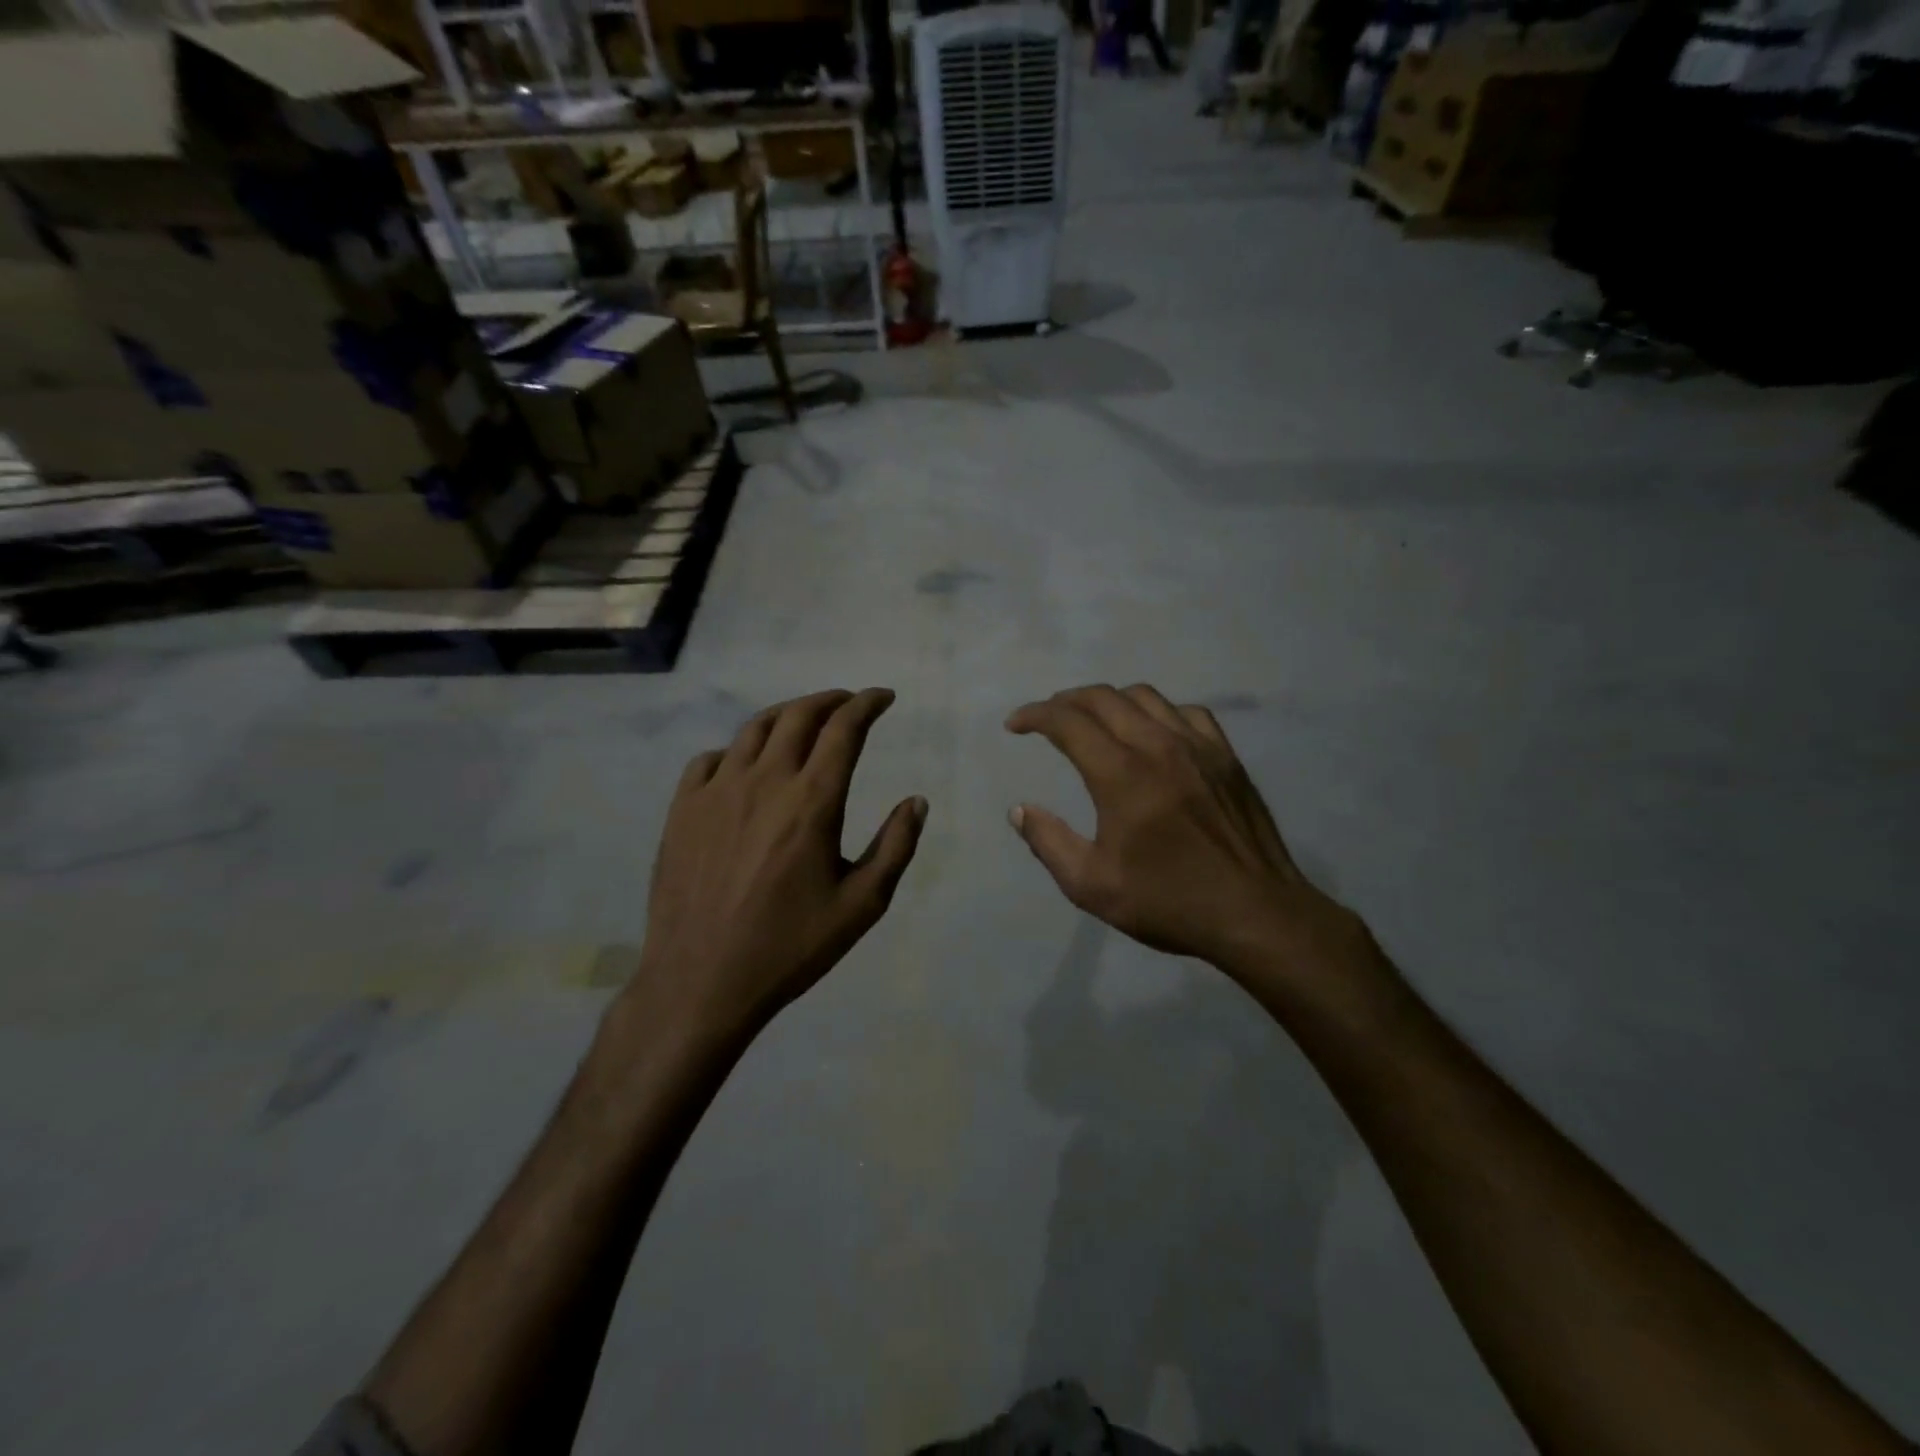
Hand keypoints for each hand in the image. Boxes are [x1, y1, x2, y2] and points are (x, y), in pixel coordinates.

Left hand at [626, 689, 926, 1044]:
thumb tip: (917, 801)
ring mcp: (717, 791)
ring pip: (754, 729)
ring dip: (787, 715)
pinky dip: (737, 750)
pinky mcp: (682, 809)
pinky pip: (710, 759)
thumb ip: (895, 847)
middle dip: (831, 700)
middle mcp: (764, 781)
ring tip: (804, 721)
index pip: (844, 728)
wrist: (701, 981)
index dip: (867, 704)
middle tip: (849, 703)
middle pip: (799, 715)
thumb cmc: (790, 946)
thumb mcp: (861, 905)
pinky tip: (745, 766)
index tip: (883, 698)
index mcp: (812, 801)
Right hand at [1006, 684, 1370, 993]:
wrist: (1256, 913)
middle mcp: (1158, 746)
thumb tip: (1019, 810)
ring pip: (1145, 696)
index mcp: (1121, 775)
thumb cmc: (1169, 902)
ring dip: (1109, 700)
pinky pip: (1186, 712)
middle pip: (1103, 698)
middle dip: (1066, 701)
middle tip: (1047, 719)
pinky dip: (1157, 712)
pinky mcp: (1226, 756)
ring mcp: (1198, 746)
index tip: (1015, 725)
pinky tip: (1153, 733)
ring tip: (1094, 720)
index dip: (1034, 715)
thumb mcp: (1092, 886)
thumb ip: (1048, 842)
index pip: (1068, 722)